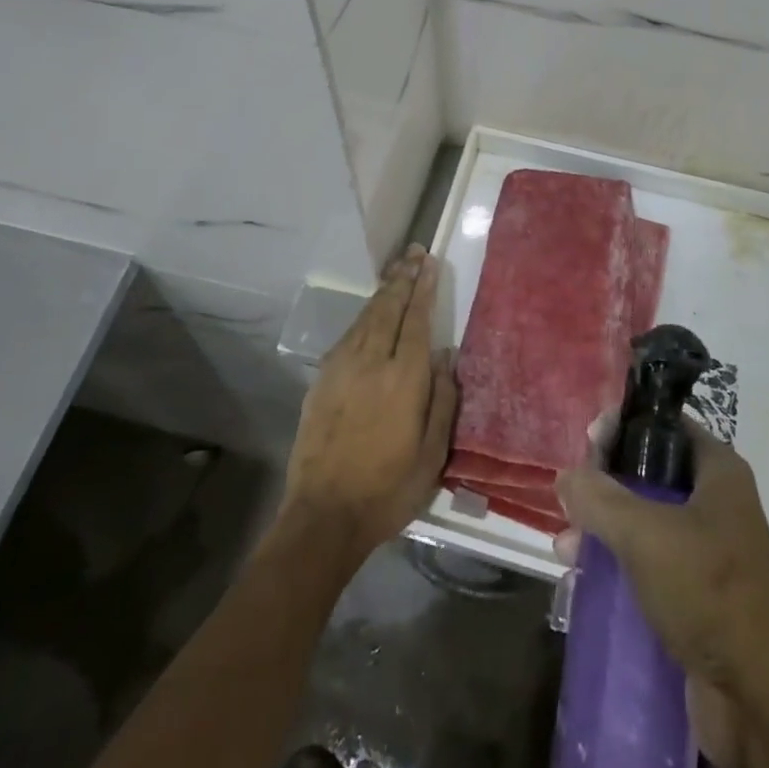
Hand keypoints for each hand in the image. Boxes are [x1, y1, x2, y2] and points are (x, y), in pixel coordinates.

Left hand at [282, 246, 456, 560]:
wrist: (324, 514)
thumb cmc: (388, 489)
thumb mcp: (432, 455)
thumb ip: (442, 399)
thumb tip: (445, 356)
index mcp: (404, 379)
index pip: (416, 320)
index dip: (424, 289)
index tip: (430, 263)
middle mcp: (372, 362)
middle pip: (389, 309)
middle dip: (403, 278)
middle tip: (414, 253)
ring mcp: (342, 368)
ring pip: (366, 317)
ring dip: (383, 291)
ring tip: (397, 271)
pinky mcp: (323, 379)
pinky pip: (348, 335)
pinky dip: (363, 316)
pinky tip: (370, 313)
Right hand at [556, 421, 768, 767]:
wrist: (763, 702)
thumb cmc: (710, 593)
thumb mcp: (645, 534)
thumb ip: (599, 497)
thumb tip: (566, 476)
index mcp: (717, 472)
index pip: (663, 425)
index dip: (623, 426)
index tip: (585, 442)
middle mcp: (715, 502)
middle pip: (648, 473)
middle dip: (604, 484)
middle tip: (570, 498)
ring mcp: (707, 550)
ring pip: (643, 520)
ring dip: (603, 528)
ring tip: (567, 547)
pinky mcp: (696, 594)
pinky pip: (648, 563)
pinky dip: (617, 564)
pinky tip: (584, 576)